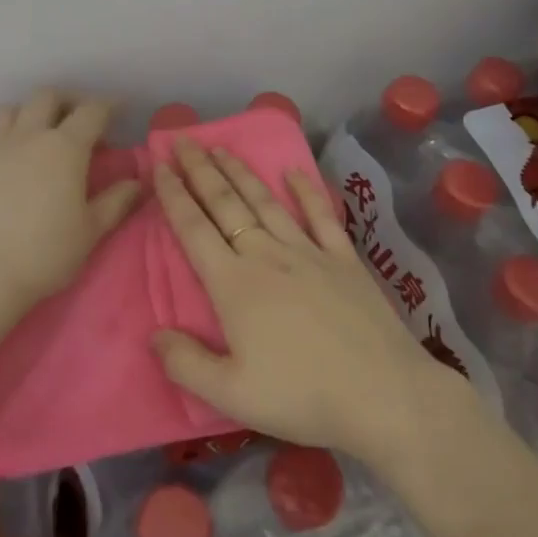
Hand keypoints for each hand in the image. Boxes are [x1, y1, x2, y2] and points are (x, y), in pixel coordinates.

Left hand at [0, 90, 142, 306]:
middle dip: (67, 101)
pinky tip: (4, 157)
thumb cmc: (45, 253)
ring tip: (39, 133)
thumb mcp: (91, 231)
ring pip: (10, 110)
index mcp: (65, 147)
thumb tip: (137, 181)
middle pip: (46, 97)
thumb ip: (116, 201)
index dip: (108, 105)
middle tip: (79, 120)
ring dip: (28, 113)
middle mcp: (29, 136)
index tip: (119, 109)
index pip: (91, 111)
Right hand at [150, 139, 456, 470]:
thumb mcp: (231, 395)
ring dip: (240, 172)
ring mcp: (308, 252)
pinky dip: (306, 190)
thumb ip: (186, 364)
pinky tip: (294, 171)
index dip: (173, 195)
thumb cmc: (303, 396)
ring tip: (220, 148)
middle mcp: (266, 255)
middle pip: (225, 204)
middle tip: (182, 139)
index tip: (159, 165)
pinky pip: (321, 215)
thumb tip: (153, 334)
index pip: (193, 229)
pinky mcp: (344, 259)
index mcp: (234, 284)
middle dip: (200, 169)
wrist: (384, 395)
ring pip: (265, 201)